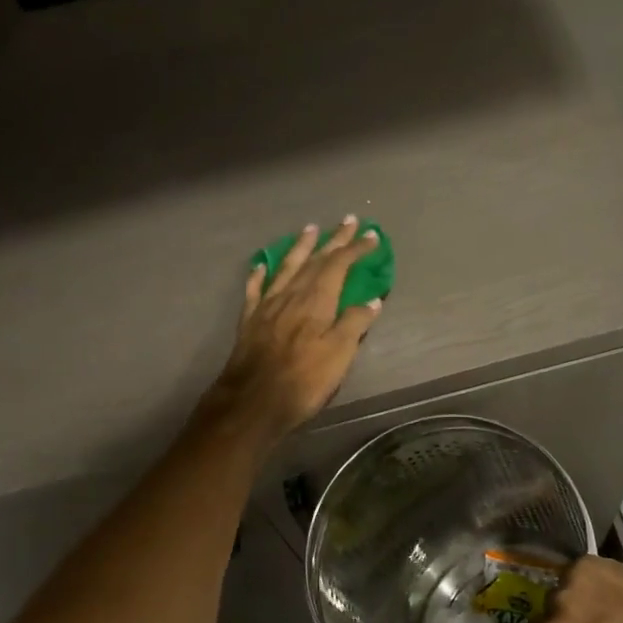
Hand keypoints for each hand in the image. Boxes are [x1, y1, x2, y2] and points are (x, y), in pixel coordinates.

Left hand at [203, 217, 383, 445]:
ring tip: (310, 229)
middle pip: (315, 260)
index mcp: (316, 300)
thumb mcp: (339, 354)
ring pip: (286, 267)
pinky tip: (261, 263)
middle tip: (348, 221)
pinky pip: (255, 288)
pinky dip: (260, 273)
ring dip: (300, 247)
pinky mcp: (250, 320)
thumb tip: (371, 300)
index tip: (372, 236)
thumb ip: (354, 323)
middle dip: (334, 240)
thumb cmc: (303, 380)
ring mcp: (268, 305)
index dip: (356, 249)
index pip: (339, 265)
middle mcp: (291, 294)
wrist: (253, 401)